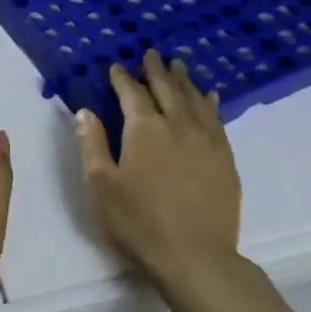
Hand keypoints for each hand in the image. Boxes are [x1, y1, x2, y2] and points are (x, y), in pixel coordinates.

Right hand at [75, 51, 241, 290]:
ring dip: (184, 81)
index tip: (117, 66)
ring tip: (178, 66)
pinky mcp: (225, 159)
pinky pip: (217, 120)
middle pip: (167, 89)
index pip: (132, 94)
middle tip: (151, 54)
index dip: (123, 79)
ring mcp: (206, 141)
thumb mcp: (101, 185)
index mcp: (144, 130)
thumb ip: (92, 144)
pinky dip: (211, 103)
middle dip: (156, 70)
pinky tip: (210, 97)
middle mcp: (178, 126)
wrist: (196, 258)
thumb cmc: (138, 222)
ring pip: (195, 100)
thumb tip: (85, 112)